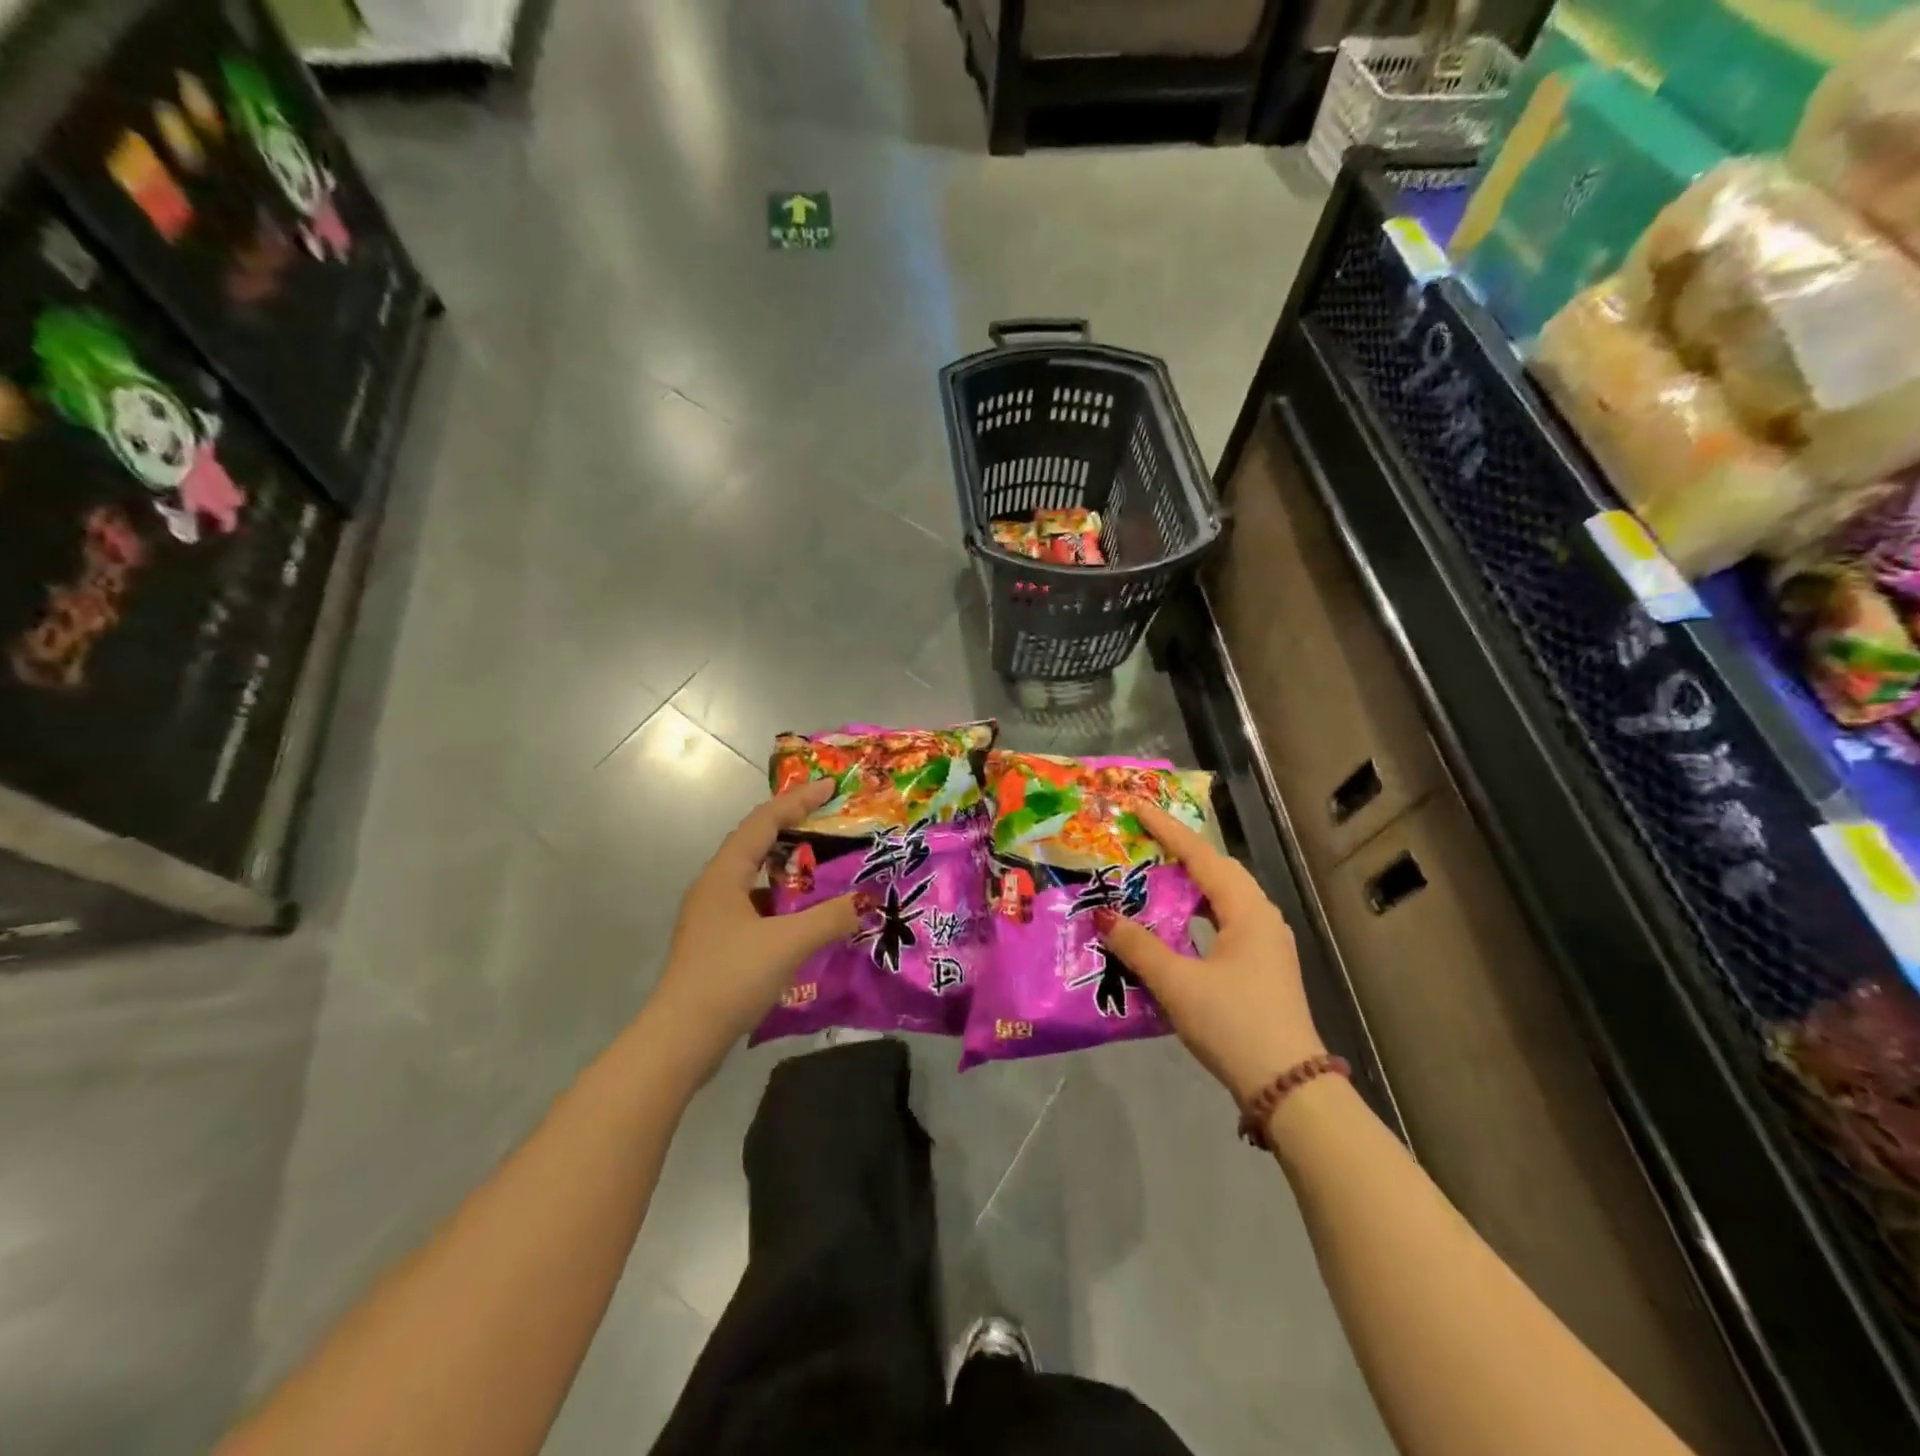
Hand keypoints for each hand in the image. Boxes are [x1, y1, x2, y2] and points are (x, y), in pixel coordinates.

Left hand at [646, 780, 861, 1081]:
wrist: (681, 1040)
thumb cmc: (730, 977)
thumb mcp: (787, 943)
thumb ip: (830, 918)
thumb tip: (867, 900)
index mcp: (725, 874)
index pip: (763, 822)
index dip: (797, 800)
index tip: (830, 787)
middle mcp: (716, 887)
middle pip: (758, 844)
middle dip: (795, 829)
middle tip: (832, 822)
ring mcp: (714, 917)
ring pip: (758, 878)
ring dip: (790, 869)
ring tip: (827, 867)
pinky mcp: (719, 944)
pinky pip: (758, 908)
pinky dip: (785, 903)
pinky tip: (808, 918)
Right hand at [1095, 802, 1322, 1104]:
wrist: (1289, 1088)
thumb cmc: (1234, 1024)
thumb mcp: (1178, 983)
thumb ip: (1138, 946)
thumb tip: (1104, 915)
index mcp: (1247, 911)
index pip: (1202, 856)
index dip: (1167, 830)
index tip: (1138, 807)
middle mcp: (1261, 917)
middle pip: (1217, 870)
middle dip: (1180, 852)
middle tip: (1142, 841)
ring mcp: (1267, 943)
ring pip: (1223, 897)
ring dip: (1190, 884)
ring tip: (1153, 877)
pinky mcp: (1263, 966)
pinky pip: (1225, 921)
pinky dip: (1197, 912)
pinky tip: (1175, 925)